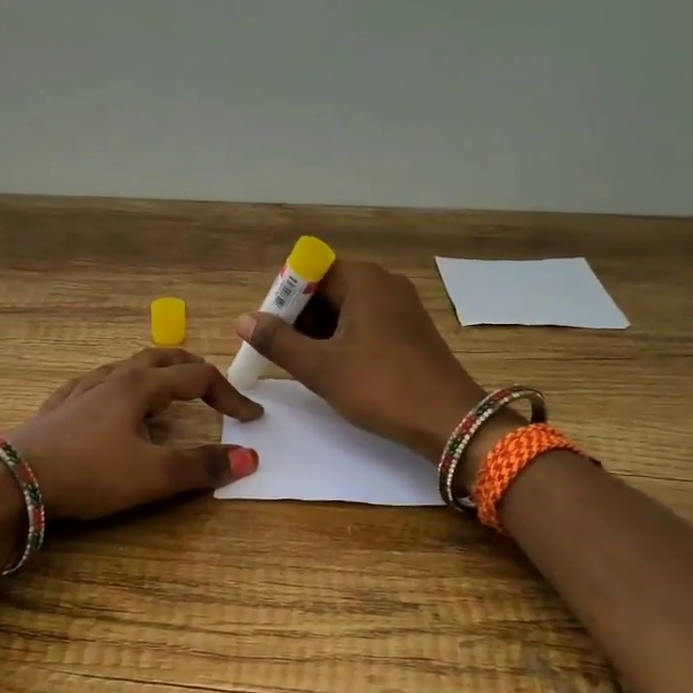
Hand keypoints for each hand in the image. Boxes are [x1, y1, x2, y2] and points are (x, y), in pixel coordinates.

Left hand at [3, 348, 263, 520]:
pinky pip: (97, 385)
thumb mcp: (153, 475)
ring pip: (128, 368)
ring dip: (157, 376)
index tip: (250, 418)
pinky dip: (121, 388)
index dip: (229, 395)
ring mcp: (81, 390)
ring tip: (168, 395)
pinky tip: (111, 404)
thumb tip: (250, 458)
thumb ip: (202, 466)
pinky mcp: (59, 408)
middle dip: (193, 370)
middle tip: (214, 390)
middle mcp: (113, 378)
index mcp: (140, 386)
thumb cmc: (89, 473)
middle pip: (162, 359)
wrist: (13, 481)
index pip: (198, 377)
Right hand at [236, 261, 485, 462]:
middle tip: (283, 354)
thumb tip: (243, 320)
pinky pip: (366, 322)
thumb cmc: (380, 387)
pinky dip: (345, 339)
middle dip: (299, 318)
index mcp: (363, 280)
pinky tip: (337, 369)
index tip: (269, 331)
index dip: (283, 298)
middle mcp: (384, 282)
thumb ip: (277, 341)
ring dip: (320, 332)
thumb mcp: (320, 367)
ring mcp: (402, 305)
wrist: (450, 420)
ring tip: (307, 366)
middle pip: (327, 288)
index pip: (308, 271)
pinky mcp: (411, 328)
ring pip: (346, 308)